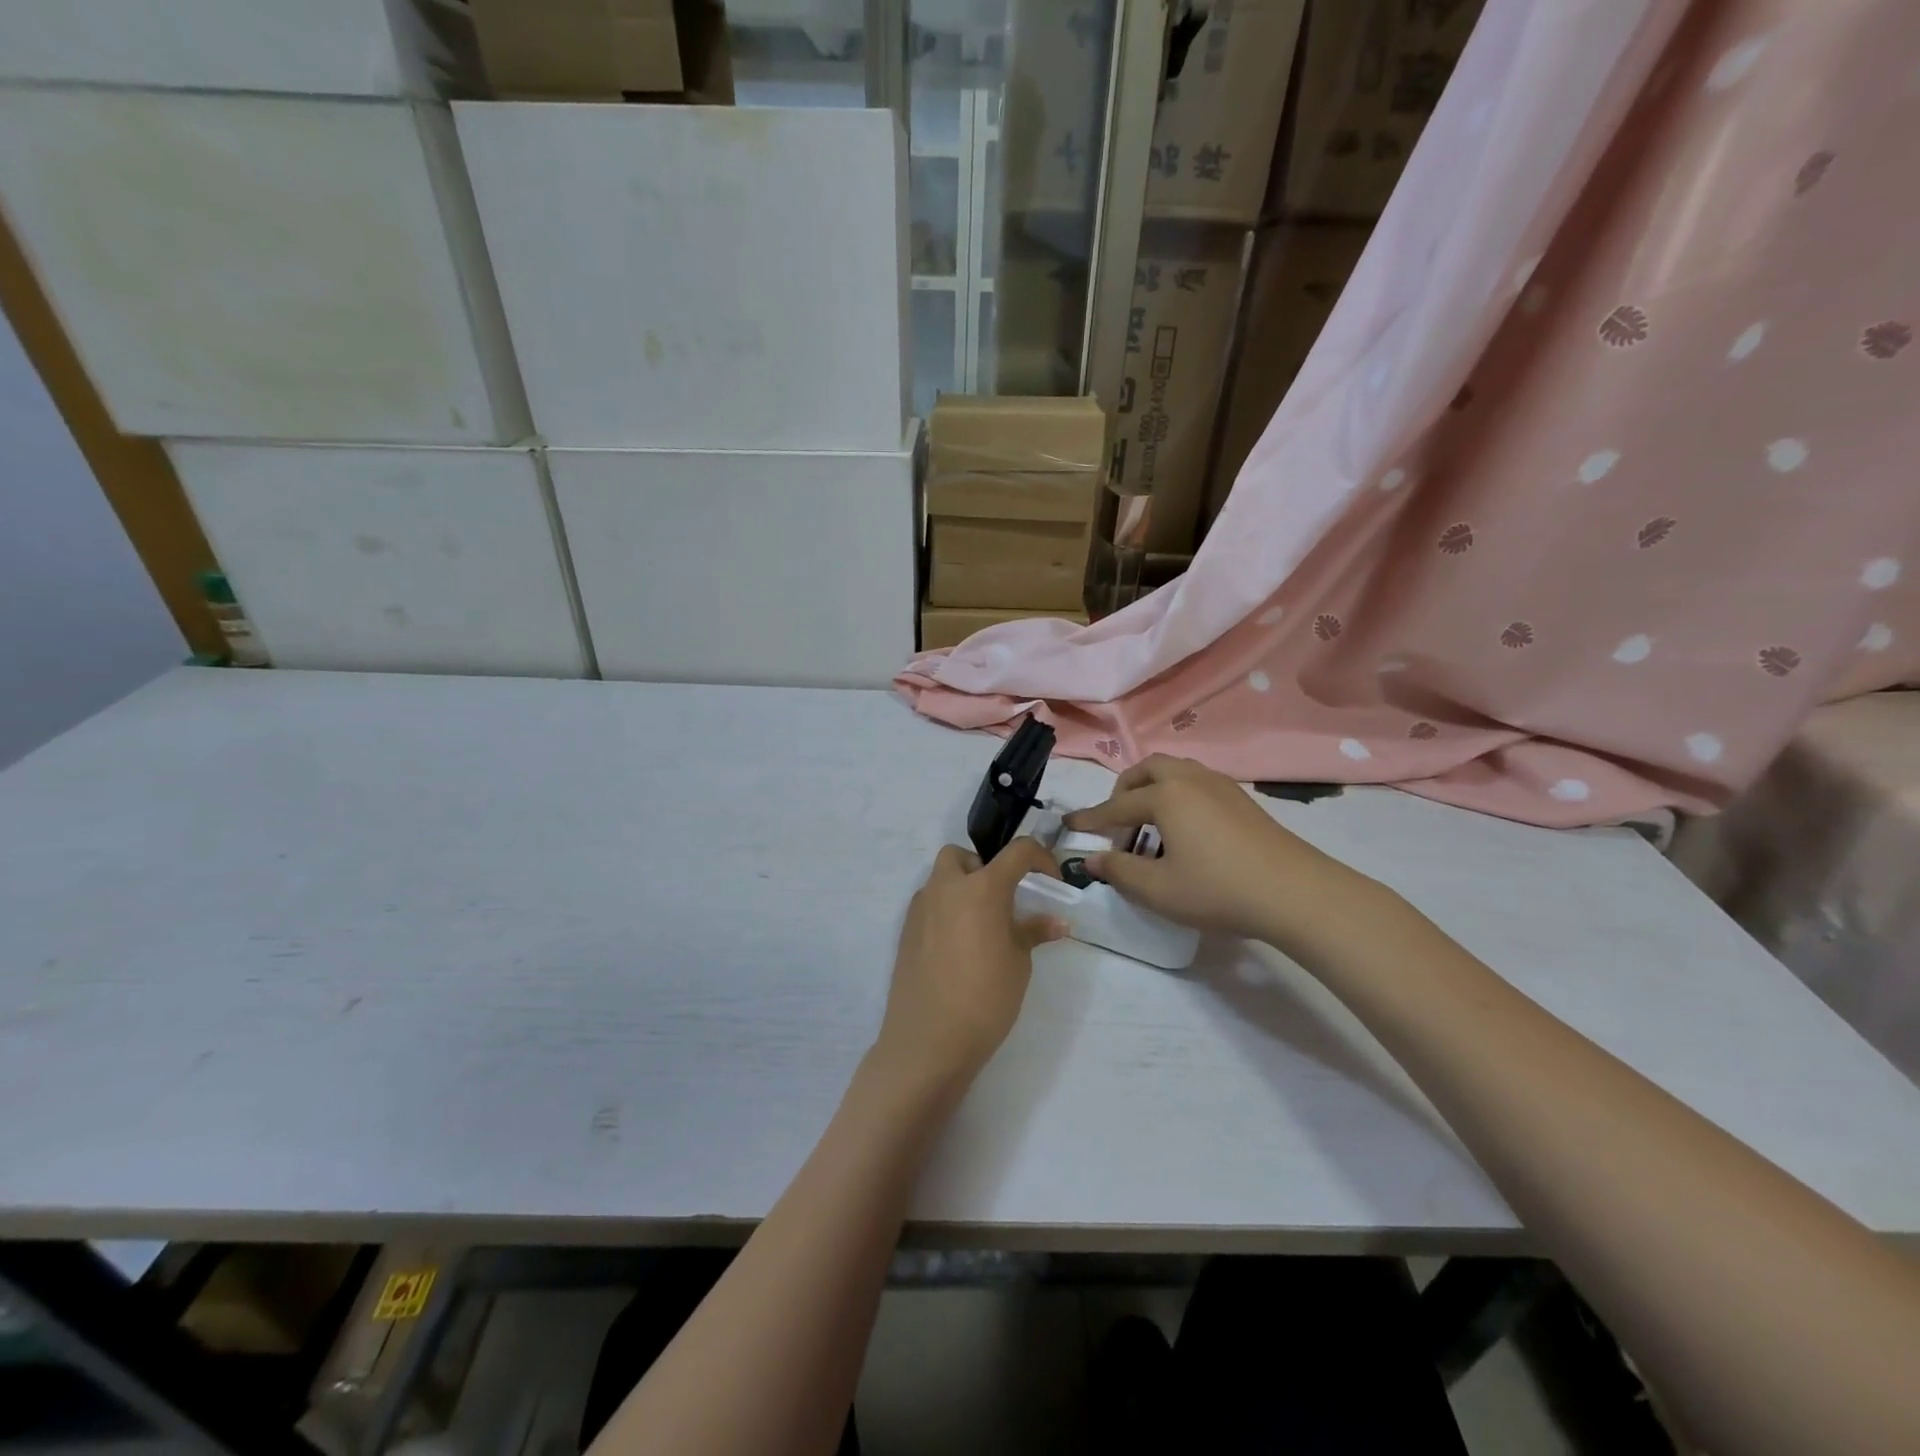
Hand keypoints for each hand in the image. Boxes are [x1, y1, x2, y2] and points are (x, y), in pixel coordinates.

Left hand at [874, 841, 1067, 1091]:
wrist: (929, 1039)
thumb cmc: (985, 997)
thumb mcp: (1018, 963)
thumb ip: (1033, 932)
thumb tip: (1056, 922)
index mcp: (982, 888)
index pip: (1017, 851)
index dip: (1041, 858)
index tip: (1051, 879)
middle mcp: (947, 887)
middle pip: (963, 856)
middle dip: (984, 867)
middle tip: (1002, 900)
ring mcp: (921, 907)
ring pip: (941, 878)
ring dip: (962, 887)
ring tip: (981, 925)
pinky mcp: (906, 930)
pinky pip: (929, 904)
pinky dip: (945, 910)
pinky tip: (957, 945)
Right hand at [1064, 755, 1373, 954]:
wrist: (1296, 893)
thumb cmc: (1218, 889)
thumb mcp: (1158, 889)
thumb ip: (1119, 870)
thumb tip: (1092, 859)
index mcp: (1166, 796)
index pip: (1117, 805)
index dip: (1091, 818)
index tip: (1070, 825)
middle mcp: (1191, 780)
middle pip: (1148, 769)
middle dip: (1125, 789)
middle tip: (1116, 819)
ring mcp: (1221, 786)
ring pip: (1176, 771)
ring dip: (1153, 788)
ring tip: (1149, 821)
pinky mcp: (1243, 800)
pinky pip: (1198, 782)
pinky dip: (1178, 794)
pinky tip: (1185, 828)